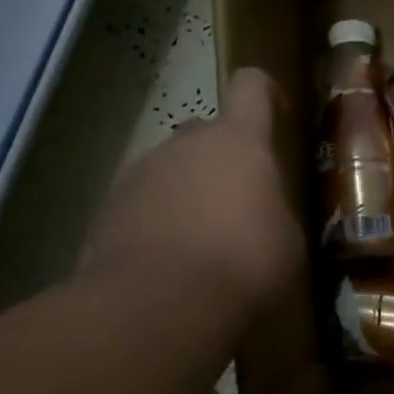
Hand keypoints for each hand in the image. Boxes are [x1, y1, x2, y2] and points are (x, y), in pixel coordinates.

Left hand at [83, 67, 303, 319]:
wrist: (156, 307)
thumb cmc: (244, 263)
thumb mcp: (288, 240)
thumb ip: (275, 212)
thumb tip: (265, 217)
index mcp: (239, 141)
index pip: (252, 87)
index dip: (266, 94)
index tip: (278, 117)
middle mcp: (185, 144)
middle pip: (207, 132)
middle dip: (223, 159)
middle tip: (240, 203)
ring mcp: (139, 174)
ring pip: (170, 169)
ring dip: (187, 192)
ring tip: (202, 242)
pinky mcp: (105, 211)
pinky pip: (141, 204)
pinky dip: (156, 223)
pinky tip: (168, 264)